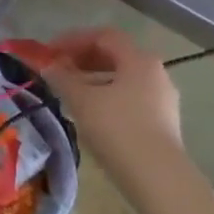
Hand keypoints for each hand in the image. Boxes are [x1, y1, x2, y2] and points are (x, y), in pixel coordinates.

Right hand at [40, 28, 190, 194]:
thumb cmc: (117, 129)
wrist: (158, 177)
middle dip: (83, 59)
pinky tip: (92, 114)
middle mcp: (156, 72)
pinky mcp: (163, 122)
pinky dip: (108, 97)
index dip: (73, 39)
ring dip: (94, 79)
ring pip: (123, 79)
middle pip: (115, 55)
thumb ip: (62, 78)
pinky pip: (131, 98)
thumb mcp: (82, 100)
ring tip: (70, 93)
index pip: (103, 36)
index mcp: (139, 59)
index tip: (50, 52)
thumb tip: (49, 65)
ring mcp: (163, 99)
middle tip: (58, 71)